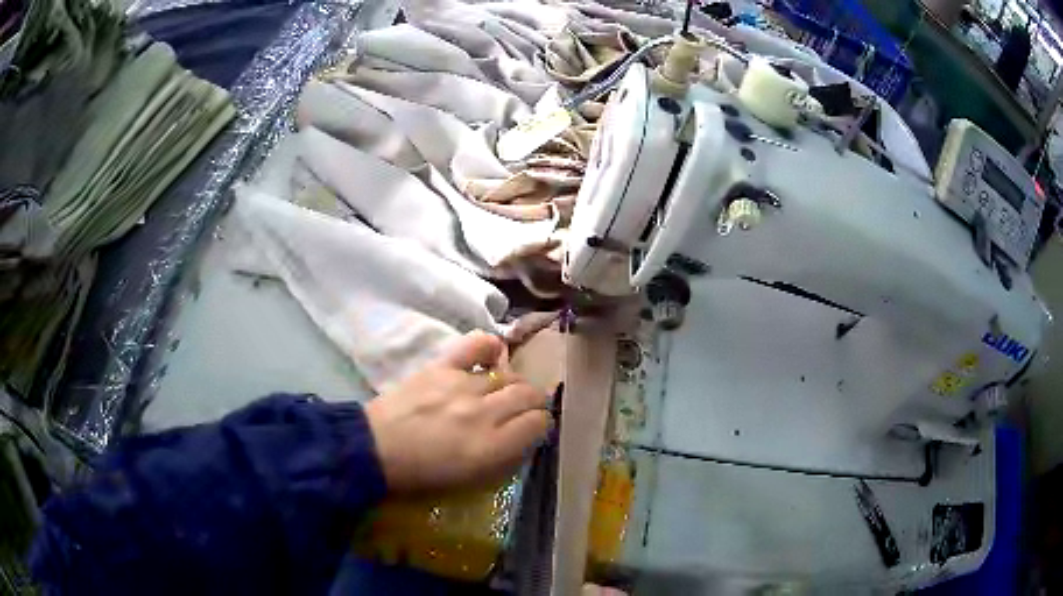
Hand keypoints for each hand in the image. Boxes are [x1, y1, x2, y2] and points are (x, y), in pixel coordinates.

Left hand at [364, 331, 552, 491]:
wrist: (375, 450)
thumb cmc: (422, 476)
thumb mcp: (471, 482)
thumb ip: (505, 458)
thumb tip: (525, 437)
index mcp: (491, 447)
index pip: (538, 423)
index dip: (541, 425)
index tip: (533, 428)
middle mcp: (483, 413)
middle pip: (529, 394)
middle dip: (533, 402)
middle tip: (522, 410)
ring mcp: (462, 386)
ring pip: (508, 375)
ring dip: (512, 384)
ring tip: (502, 392)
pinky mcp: (442, 367)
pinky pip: (477, 345)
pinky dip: (490, 347)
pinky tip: (493, 356)